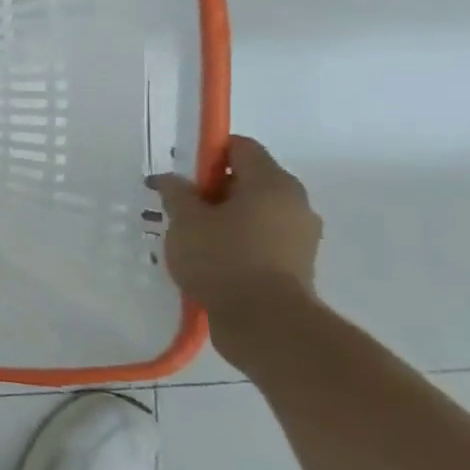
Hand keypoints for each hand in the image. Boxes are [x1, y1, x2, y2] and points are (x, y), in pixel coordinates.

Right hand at [149, 136, 321, 322]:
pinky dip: (237, 240)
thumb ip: (176, 193)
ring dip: (224, 217)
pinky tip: (210, 259)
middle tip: (179, 208)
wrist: (265, 322)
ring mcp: (300, 234)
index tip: (181, 174)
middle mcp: (294, 201)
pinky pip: (261, 237)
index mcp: (271, 183)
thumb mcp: (186, 221)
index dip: (208, 153)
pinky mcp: (296, 262)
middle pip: (248, 179)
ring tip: (190, 238)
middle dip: (212, 189)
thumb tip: (170, 179)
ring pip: (254, 211)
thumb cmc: (222, 259)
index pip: (241, 147)